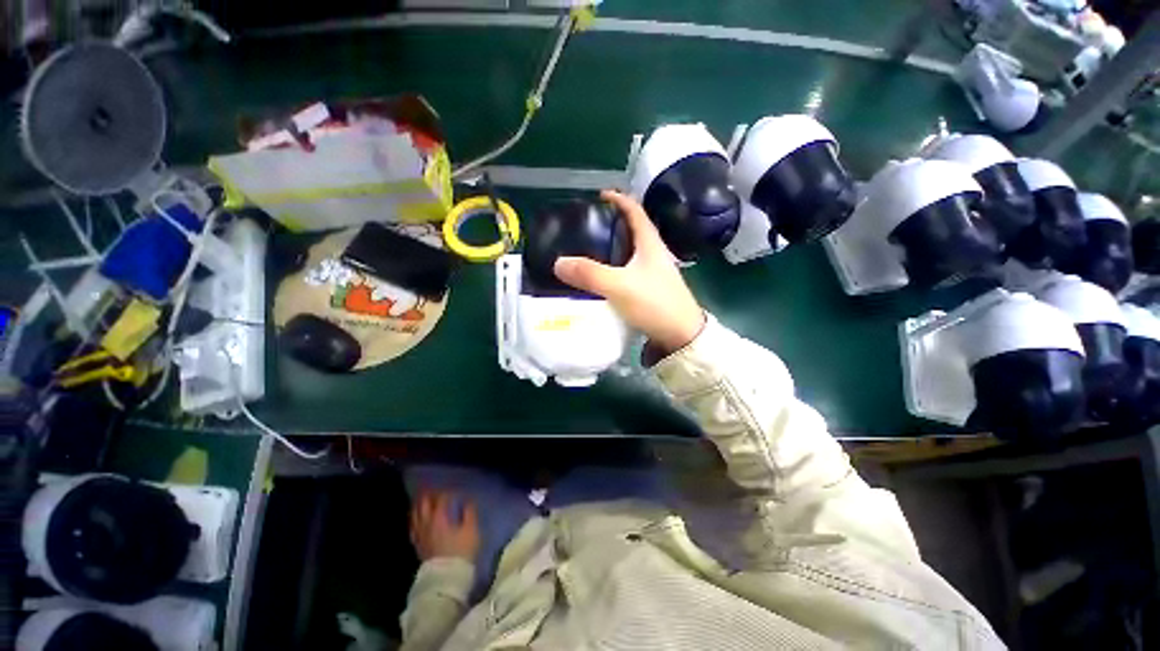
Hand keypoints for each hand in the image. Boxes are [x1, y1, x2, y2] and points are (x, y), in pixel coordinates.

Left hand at [409, 490, 479, 561]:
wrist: (447, 578)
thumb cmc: (462, 551)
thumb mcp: (471, 530)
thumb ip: (469, 512)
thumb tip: (467, 501)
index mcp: (440, 517)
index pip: (441, 498)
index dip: (446, 492)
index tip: (452, 489)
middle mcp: (426, 523)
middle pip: (423, 504)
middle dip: (427, 495)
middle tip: (431, 488)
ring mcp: (420, 535)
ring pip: (415, 515)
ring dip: (419, 506)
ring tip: (422, 500)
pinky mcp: (418, 545)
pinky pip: (413, 528)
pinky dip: (415, 520)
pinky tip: (416, 520)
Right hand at [554, 190, 705, 351]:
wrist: (681, 335)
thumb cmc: (655, 303)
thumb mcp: (619, 286)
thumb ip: (589, 274)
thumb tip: (558, 263)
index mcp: (650, 243)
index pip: (635, 210)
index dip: (618, 199)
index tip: (599, 196)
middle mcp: (654, 253)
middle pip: (632, 230)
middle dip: (612, 224)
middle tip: (588, 227)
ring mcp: (654, 272)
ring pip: (630, 252)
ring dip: (612, 247)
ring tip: (590, 250)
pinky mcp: (650, 289)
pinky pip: (628, 271)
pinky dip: (615, 268)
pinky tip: (602, 278)